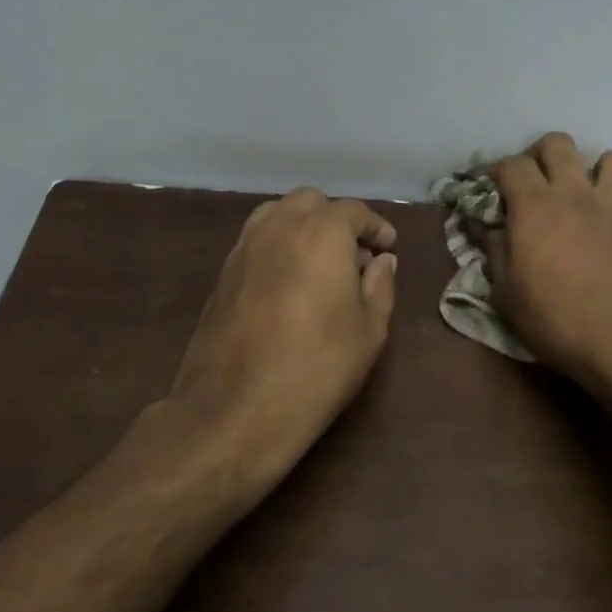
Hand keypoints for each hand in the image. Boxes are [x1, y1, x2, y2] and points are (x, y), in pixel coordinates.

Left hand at [165, 188, 398, 484]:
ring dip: (304, 226)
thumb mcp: (369, 330)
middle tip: (355, 255)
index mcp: (322, 233)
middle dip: (337, 220)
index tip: (388, 247)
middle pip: (311, 202)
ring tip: (320, 264)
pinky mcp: (223, 272)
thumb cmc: (317, 368)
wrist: (236, 409)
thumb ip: (380, 285)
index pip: (353, 212)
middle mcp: (280, 226)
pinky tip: (290, 281)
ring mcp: (245, 247)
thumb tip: (382, 260)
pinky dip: (279, 244)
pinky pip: (257, 238)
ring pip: (278, 214)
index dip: (375, 227)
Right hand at [486, 133, 611, 397]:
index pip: (511, 165)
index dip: (495, 170)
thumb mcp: (507, 294)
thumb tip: (491, 228)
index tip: (488, 186)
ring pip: (609, 158)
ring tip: (581, 194)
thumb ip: (496, 251)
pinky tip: (611, 223)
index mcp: (535, 206)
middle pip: (558, 144)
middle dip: (540, 155)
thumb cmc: (557, 321)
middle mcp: (575, 193)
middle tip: (533, 182)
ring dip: (591, 169)